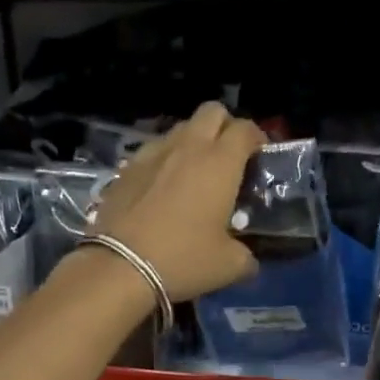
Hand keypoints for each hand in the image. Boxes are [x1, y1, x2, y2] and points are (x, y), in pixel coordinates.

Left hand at [89, 102, 263, 300]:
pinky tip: (163, 187)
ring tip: (195, 172)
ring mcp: (153, 153)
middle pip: (212, 112)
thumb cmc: (183, 259)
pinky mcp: (127, 168)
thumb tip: (248, 259)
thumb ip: (246, 255)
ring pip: (180, 129)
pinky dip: (165, 160)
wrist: (119, 267)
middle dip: (225, 126)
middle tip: (229, 157)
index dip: (257, 138)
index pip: (245, 129)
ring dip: (193, 141)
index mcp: (220, 162)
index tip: (260, 158)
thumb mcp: (228, 266)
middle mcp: (188, 147)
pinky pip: (154, 150)